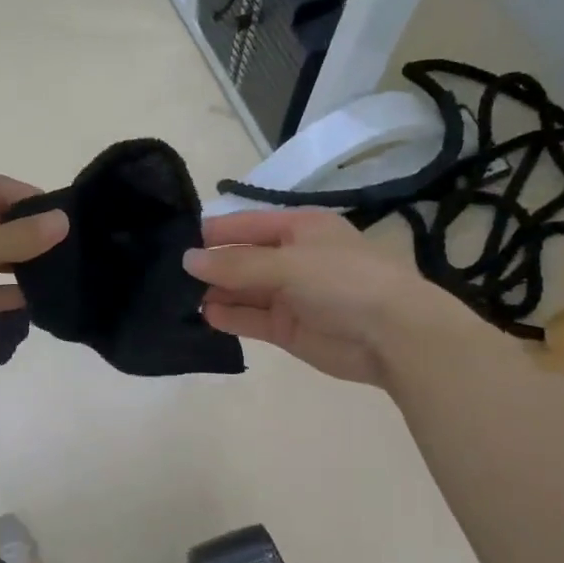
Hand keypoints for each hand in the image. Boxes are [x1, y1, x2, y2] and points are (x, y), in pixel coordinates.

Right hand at [184, 209, 477, 387]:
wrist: (395, 336)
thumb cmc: (344, 282)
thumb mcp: (287, 265)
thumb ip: (236, 264)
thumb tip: (187, 259)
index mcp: (299, 228)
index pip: (245, 225)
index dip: (213, 232)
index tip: (176, 242)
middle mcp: (292, 258)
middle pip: (242, 258)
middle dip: (211, 266)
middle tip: (168, 275)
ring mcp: (290, 295)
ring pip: (243, 290)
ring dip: (216, 292)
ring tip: (179, 297)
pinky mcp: (288, 328)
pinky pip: (251, 318)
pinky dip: (229, 317)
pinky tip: (205, 315)